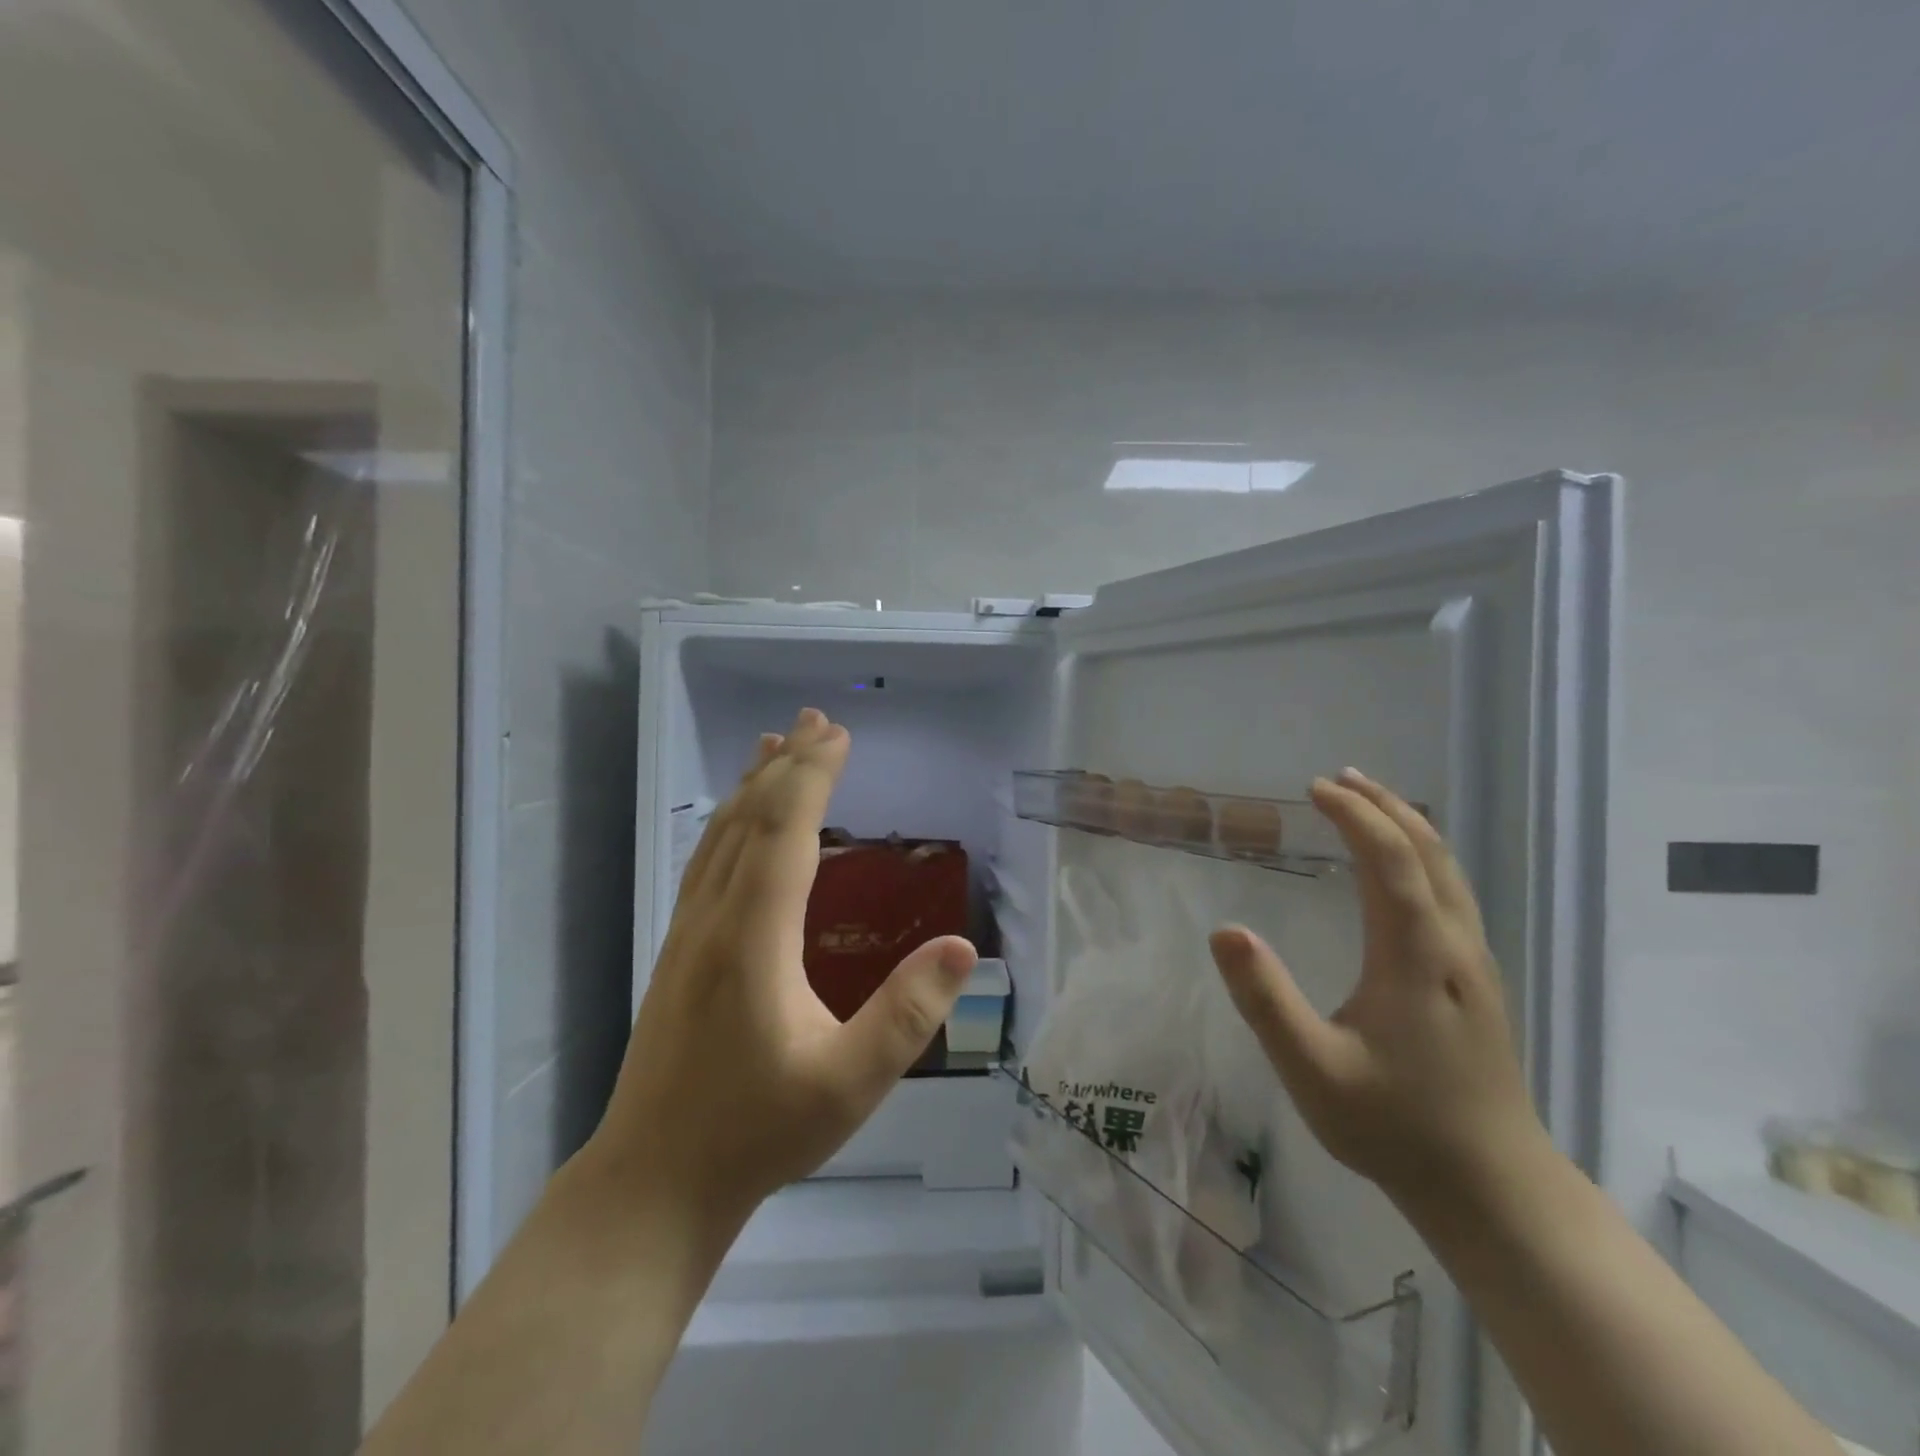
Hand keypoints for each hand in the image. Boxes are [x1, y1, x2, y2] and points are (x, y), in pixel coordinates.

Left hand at [586, 708, 977, 1228]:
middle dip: (787, 764)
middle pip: (751, 819)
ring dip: (753, 785)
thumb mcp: (849, 1084)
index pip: (785, 832)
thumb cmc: (756, 1132)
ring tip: (774, 744)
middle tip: (817, 720)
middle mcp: (715, 918)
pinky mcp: (678, 949)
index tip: (839, 735)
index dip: (813, 777)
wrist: (653, 1180)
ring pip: (721, 836)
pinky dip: (728, 821)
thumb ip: (908, 1015)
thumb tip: (962, 948)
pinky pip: (707, 861)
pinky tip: (736, 820)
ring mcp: (688, 932)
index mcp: (754, 937)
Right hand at [1208, 768, 1547, 1206]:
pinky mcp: (1478, 982)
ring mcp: (1474, 964)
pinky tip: (1403, 871)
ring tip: (1370, 805)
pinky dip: (1423, 858)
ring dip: (1408, 827)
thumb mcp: (1312, 1070)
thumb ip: (1265, 1000)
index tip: (1314, 789)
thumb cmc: (1394, 1127)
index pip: (1390, 860)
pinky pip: (1452, 894)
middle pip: (1429, 853)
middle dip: (1386, 807)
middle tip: (1340, 779)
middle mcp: (1453, 946)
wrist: (1493, 1188)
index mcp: (1415, 956)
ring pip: (1449, 872)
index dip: (1354, 816)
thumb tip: (1224, 930)